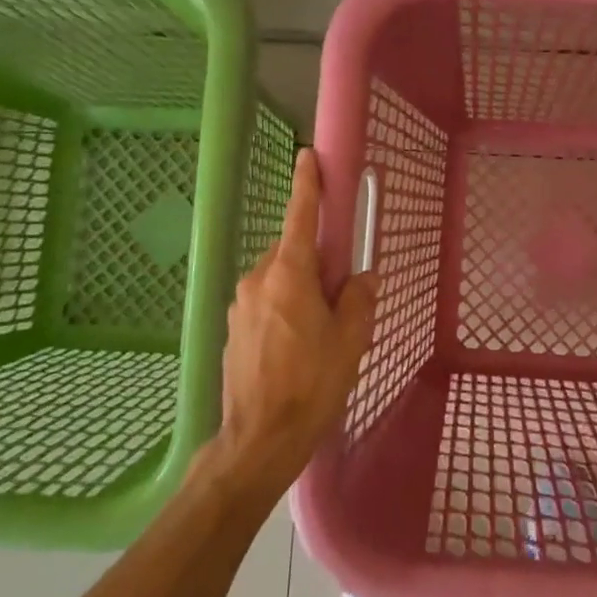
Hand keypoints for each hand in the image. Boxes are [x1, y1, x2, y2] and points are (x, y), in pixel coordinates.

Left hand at [211, 148, 378, 505]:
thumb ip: (360, 298)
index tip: (308, 157)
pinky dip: (286, 307)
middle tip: (342, 292)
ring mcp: (241, 304)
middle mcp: (258, 280)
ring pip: (279, 278)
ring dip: (302, 287)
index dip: (307, 185)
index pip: (300, 217)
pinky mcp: (234, 328)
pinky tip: (299, 345)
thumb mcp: (351, 339)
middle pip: (293, 251)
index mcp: (289, 275)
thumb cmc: (312, 385)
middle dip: (317, 260)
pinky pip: (266, 301)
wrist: (260, 438)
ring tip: (322, 329)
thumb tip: (362, 279)